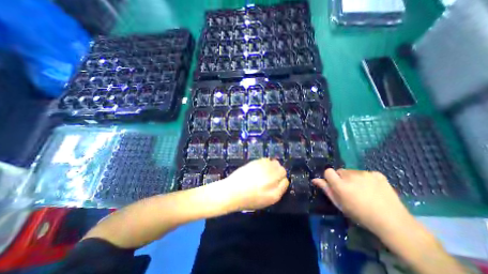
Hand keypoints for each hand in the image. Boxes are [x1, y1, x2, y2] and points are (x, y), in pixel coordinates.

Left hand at [221, 157, 288, 210]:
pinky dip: (265, 162)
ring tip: (265, 171)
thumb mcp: (266, 200)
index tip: (276, 181)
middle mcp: (270, 180)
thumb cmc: (248, 200)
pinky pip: (266, 159)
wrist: (231, 192)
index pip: (285, 181)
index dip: (281, 180)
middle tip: (271, 175)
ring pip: (275, 163)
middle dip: (279, 172)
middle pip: (282, 170)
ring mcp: (262, 170)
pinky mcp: (255, 163)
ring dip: (273, 166)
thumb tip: (283, 180)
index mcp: (274, 193)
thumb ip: (278, 191)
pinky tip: (260, 167)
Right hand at [313, 168, 414, 236]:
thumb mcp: (340, 204)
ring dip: (353, 178)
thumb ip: (326, 190)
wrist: (392, 222)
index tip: (335, 185)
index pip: (328, 171)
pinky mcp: (377, 174)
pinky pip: (364, 173)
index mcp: (341, 185)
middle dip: (342, 178)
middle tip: (350, 190)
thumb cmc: (360, 215)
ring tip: (363, 191)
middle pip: (340, 171)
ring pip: (352, 172)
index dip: (330, 178)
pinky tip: (373, 189)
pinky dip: (365, 179)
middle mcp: (351, 176)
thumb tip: (314, 179)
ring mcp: (366, 174)